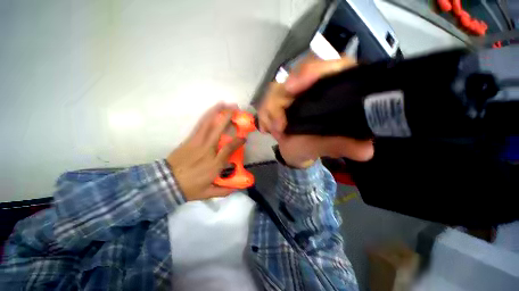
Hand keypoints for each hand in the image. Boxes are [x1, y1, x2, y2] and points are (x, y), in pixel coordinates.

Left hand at [167, 103, 244, 200]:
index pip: (229, 148)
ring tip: (225, 104)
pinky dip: (207, 116)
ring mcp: (197, 143)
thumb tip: (237, 188)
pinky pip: (200, 125)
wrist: (165, 183)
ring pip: (208, 124)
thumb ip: (224, 190)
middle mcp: (207, 150)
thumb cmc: (189, 188)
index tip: (244, 137)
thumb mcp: (208, 193)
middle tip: (236, 109)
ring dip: (217, 112)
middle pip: (218, 130)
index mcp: (213, 164)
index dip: (238, 141)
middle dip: (228, 118)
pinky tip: (212, 110)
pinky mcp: (190, 140)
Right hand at [258, 57, 373, 167]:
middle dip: (281, 100)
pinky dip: (264, 116)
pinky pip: (265, 102)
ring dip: (271, 112)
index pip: (329, 66)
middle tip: (279, 125)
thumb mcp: (328, 146)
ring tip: (276, 133)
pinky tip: (267, 129)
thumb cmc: (312, 147)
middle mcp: (313, 86)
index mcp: (332, 90)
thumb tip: (366, 149)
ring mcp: (293, 93)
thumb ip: (343, 145)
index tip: (291, 88)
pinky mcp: (278, 101)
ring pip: (275, 90)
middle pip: (294, 75)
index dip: (311, 71)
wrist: (294, 151)